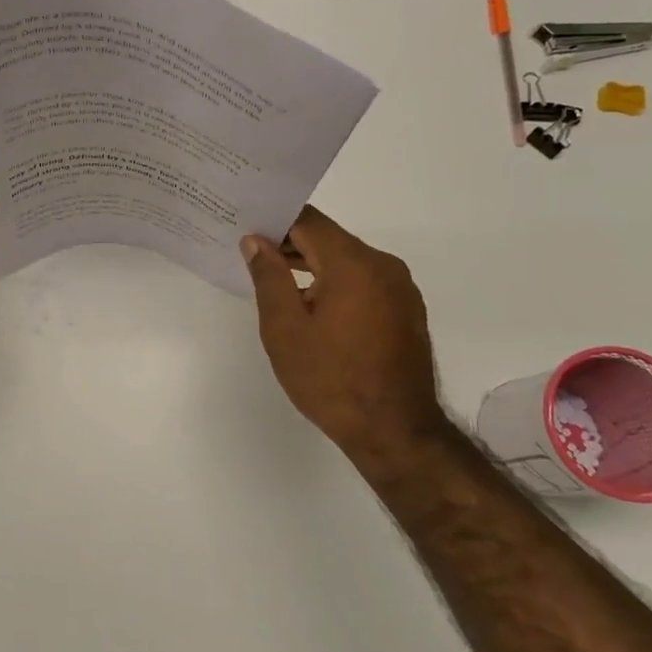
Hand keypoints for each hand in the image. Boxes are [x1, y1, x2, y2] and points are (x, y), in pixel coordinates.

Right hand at [241, 206, 451, 483]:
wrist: (394, 430)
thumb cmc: (330, 379)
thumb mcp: (284, 328)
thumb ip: (268, 277)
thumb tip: (256, 241)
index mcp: (353, 264)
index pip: (308, 221)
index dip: (274, 221)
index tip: (245, 229)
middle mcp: (383, 266)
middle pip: (329, 239)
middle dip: (291, 244)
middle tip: (251, 257)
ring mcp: (400, 288)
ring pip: (347, 261)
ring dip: (313, 266)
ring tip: (277, 285)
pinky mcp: (406, 310)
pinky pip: (364, 282)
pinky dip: (336, 284)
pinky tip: (313, 308)